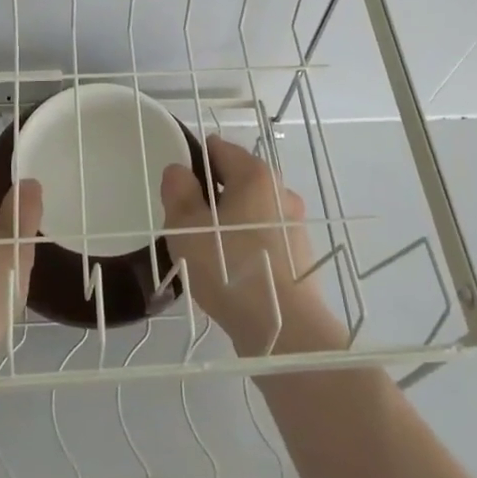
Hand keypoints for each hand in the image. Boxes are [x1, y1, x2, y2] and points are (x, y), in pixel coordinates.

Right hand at [161, 136, 344, 355]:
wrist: (285, 329)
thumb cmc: (230, 268)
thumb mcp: (187, 227)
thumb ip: (178, 192)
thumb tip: (179, 171)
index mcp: (255, 175)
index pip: (219, 149)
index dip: (193, 161)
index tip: (176, 188)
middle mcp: (281, 191)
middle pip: (236, 180)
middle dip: (209, 196)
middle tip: (186, 224)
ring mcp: (294, 224)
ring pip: (250, 211)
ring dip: (228, 223)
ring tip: (205, 253)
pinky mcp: (300, 255)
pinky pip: (263, 238)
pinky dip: (245, 246)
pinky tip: (229, 272)